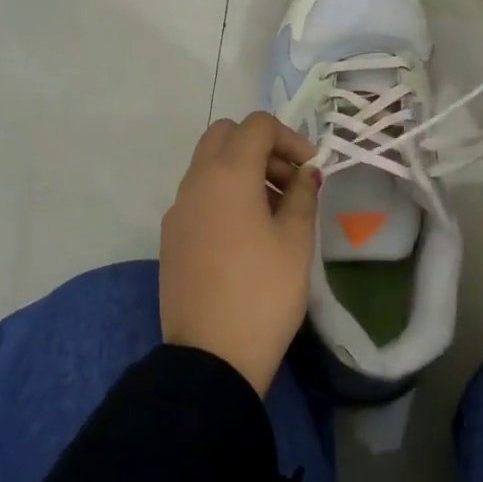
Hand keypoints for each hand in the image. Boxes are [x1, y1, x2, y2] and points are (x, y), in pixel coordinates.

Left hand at [160, 112, 319, 393]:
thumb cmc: (264, 292)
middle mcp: (195, 182)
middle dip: (261, 148)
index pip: (256, 126)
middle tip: (290, 183)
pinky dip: (224, 195)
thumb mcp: (296, 240)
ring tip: (276, 211)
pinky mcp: (171, 236)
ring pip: (209, 165)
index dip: (290, 137)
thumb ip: (303, 196)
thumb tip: (305, 174)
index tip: (311, 169)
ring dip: (243, 171)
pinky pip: (199, 195)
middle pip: (225, 136)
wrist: (211, 355)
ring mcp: (178, 209)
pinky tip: (248, 234)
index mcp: (227, 174)